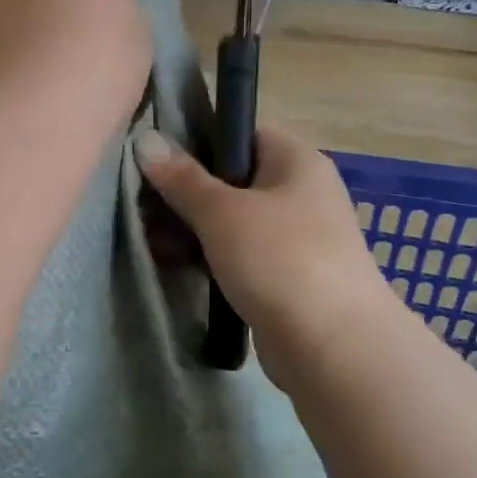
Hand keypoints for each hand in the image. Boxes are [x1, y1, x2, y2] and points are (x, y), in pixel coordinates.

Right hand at [134, 125, 392, 389]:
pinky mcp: (286, 275)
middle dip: (184, 193)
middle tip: (143, 207)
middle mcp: (300, 191)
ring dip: (191, 228)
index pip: (241, 130)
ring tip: (151, 241)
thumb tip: (146, 139)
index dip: (197, 139)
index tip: (156, 158)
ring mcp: (295, 236)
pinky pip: (240, 253)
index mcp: (295, 160)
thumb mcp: (221, 212)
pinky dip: (210, 257)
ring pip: (232, 219)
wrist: (333, 347)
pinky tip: (175, 265)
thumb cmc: (279, 260)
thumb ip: (182, 178)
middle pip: (231, 178)